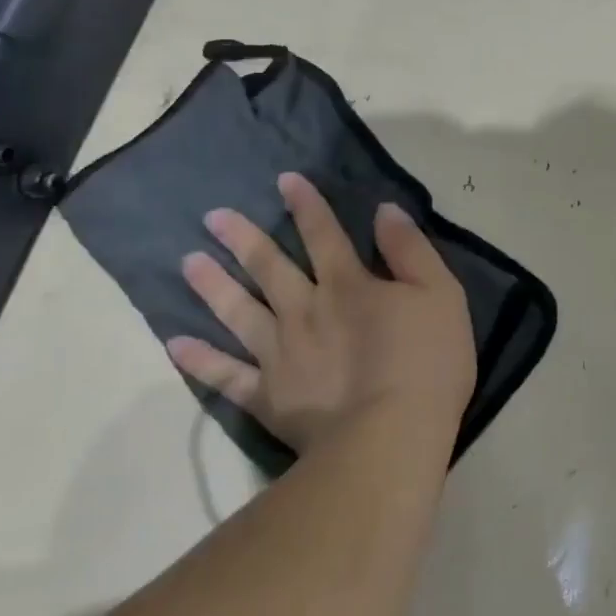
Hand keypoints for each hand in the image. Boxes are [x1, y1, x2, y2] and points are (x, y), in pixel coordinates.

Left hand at [166, 172, 474, 452]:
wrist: (392, 435)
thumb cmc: (428, 362)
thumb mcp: (440, 294)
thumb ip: (410, 251)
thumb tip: (384, 212)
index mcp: (348, 285)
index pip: (324, 235)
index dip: (306, 206)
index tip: (285, 181)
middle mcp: (306, 311)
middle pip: (270, 268)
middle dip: (244, 238)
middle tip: (213, 216)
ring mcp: (281, 354)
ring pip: (239, 312)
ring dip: (214, 286)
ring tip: (187, 262)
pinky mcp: (269, 396)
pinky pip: (227, 376)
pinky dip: (201, 361)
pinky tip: (176, 345)